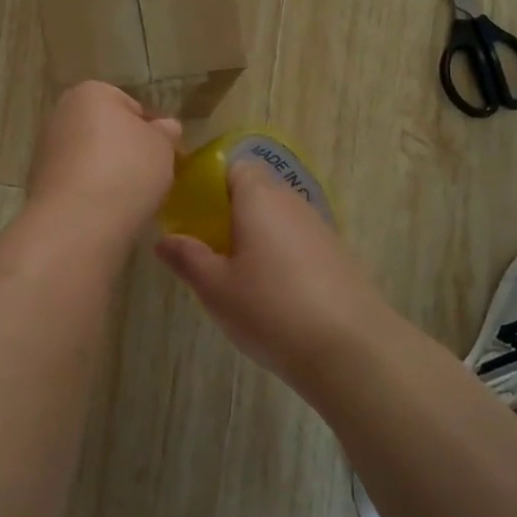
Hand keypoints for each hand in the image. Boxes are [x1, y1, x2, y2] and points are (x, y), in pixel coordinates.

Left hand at [26, 82, 181, 239]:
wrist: (78, 222)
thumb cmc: (126, 170)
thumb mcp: (163, 146)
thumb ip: (166, 132)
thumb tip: (165, 127)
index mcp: (90, 93)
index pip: (130, 105)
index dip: (151, 130)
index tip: (163, 154)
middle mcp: (61, 113)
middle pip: (105, 130)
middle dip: (125, 149)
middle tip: (149, 175)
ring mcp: (45, 149)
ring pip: (89, 157)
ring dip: (107, 171)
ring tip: (129, 197)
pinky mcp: (38, 182)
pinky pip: (76, 181)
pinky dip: (90, 192)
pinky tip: (105, 210)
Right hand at [155, 162, 402, 380]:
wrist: (351, 349)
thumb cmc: (271, 309)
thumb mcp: (215, 287)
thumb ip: (187, 257)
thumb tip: (164, 239)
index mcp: (259, 197)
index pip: (232, 166)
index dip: (207, 183)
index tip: (187, 213)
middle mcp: (291, 201)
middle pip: (254, 191)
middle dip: (226, 212)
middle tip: (203, 247)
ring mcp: (318, 228)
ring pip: (275, 218)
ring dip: (252, 235)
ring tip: (232, 273)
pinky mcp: (336, 256)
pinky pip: (295, 241)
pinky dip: (276, 254)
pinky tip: (268, 291)